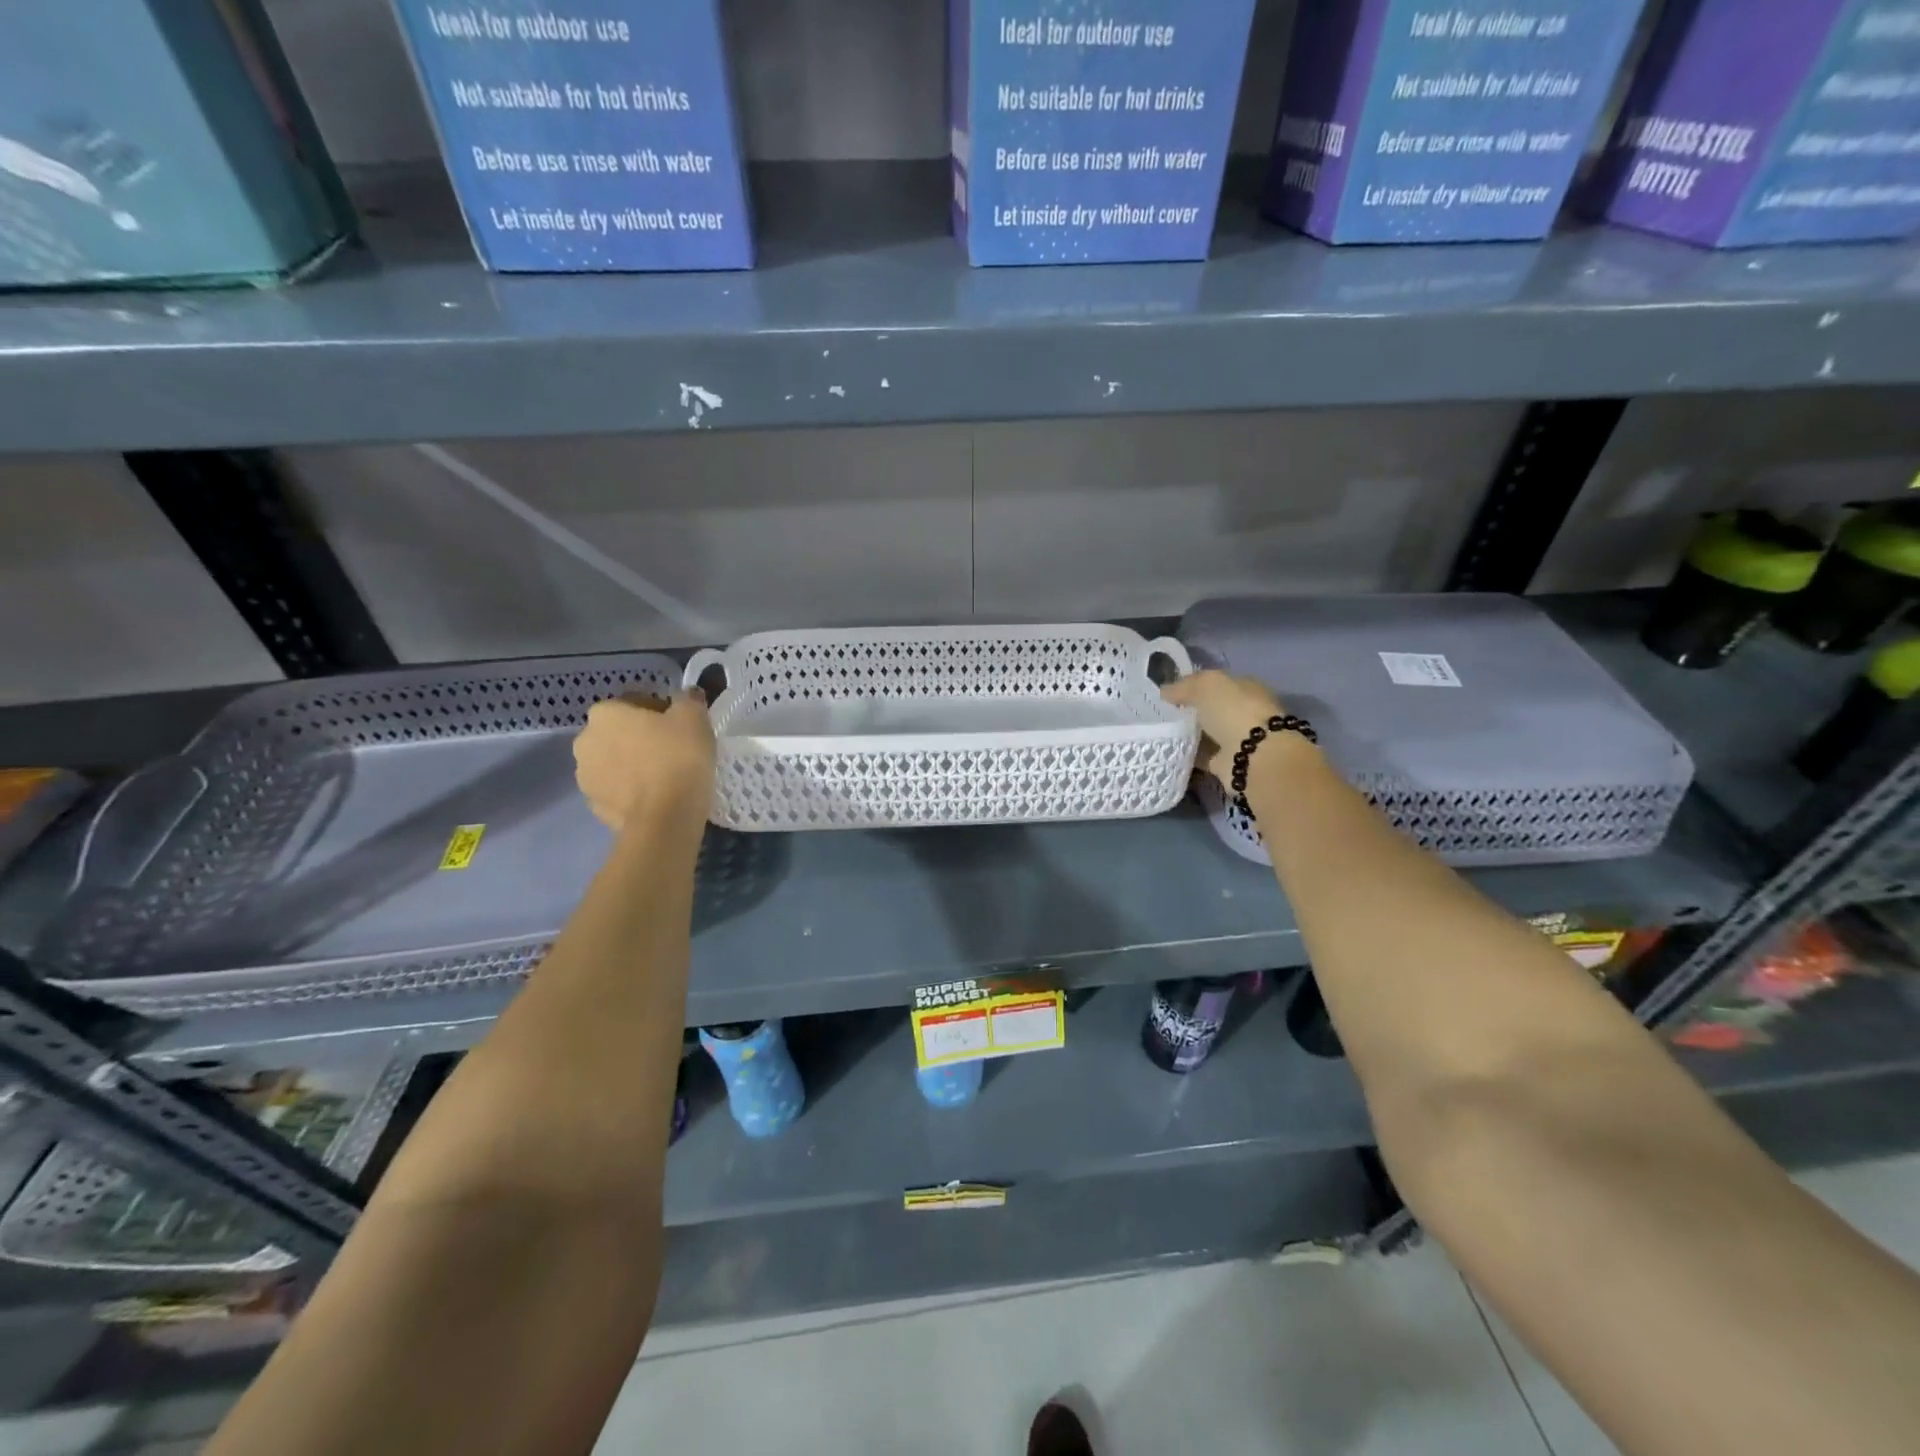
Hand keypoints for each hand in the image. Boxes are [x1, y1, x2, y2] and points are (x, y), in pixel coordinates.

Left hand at [572, 692, 714, 831]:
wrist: (665, 818)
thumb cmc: (678, 758)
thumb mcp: (694, 718)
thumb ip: (689, 700)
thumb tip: (688, 696)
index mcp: (605, 713)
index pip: (635, 702)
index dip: (661, 712)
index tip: (681, 727)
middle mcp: (585, 740)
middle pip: (620, 732)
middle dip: (642, 738)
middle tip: (674, 751)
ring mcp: (585, 776)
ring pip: (615, 762)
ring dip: (633, 764)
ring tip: (665, 777)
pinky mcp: (594, 806)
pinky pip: (616, 789)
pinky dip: (631, 790)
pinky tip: (656, 796)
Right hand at [1161, 670, 1288, 789]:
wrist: (1254, 756)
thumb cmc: (1234, 710)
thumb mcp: (1206, 684)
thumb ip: (1184, 686)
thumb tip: (1165, 692)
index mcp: (1246, 688)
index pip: (1217, 683)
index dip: (1193, 686)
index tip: (1168, 694)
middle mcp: (1245, 712)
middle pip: (1211, 709)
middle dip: (1190, 711)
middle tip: (1160, 714)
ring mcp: (1238, 738)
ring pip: (1207, 732)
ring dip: (1189, 734)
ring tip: (1161, 733)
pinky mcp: (1228, 762)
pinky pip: (1203, 755)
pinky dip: (1189, 754)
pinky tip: (1170, 751)